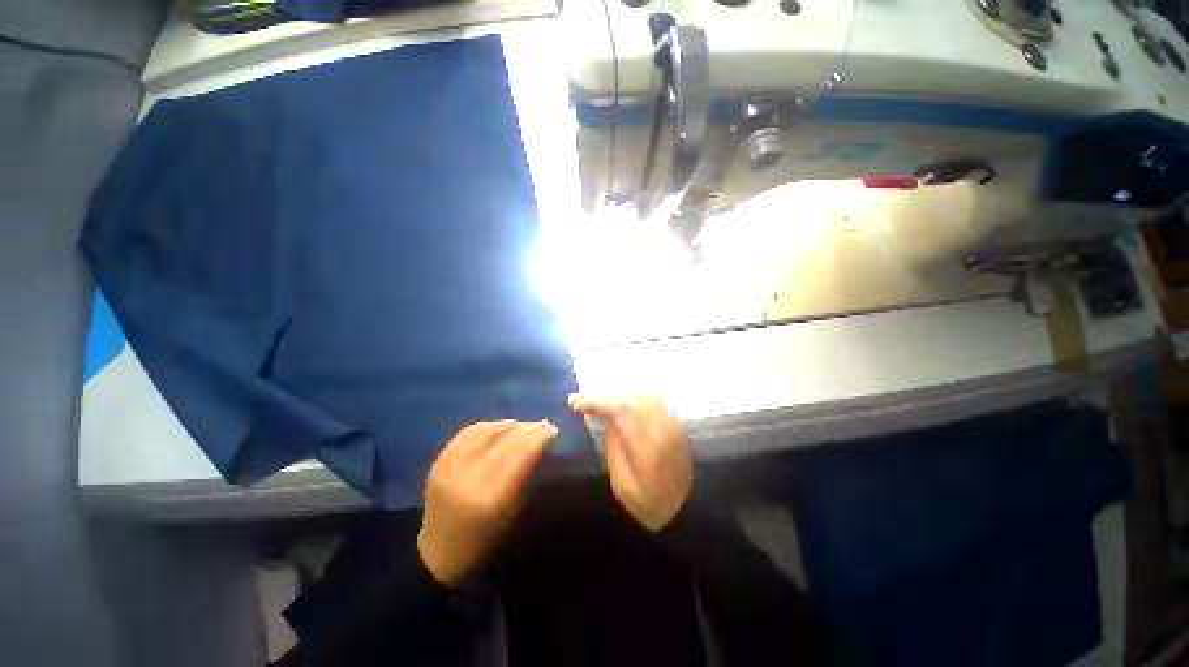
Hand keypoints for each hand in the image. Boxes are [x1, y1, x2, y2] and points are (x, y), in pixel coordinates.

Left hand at [417, 421, 555, 586]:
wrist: (439, 553)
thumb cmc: (484, 540)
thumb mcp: (512, 513)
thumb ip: (525, 476)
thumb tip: (540, 445)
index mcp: (489, 499)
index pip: (519, 454)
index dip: (538, 437)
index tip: (553, 430)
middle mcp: (466, 478)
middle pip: (503, 440)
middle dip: (528, 428)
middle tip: (544, 425)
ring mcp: (448, 468)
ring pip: (485, 431)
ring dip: (509, 425)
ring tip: (524, 425)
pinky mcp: (438, 462)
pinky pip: (466, 433)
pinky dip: (488, 426)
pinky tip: (500, 427)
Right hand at [569, 394, 692, 531]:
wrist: (686, 509)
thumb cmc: (650, 504)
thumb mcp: (622, 485)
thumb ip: (614, 449)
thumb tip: (608, 422)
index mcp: (647, 445)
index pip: (621, 409)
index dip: (597, 402)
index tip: (575, 402)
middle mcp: (662, 427)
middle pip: (633, 396)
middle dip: (608, 396)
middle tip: (587, 402)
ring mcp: (673, 423)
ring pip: (645, 394)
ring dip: (623, 394)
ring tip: (605, 403)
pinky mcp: (676, 424)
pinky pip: (655, 400)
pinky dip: (637, 398)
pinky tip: (626, 405)